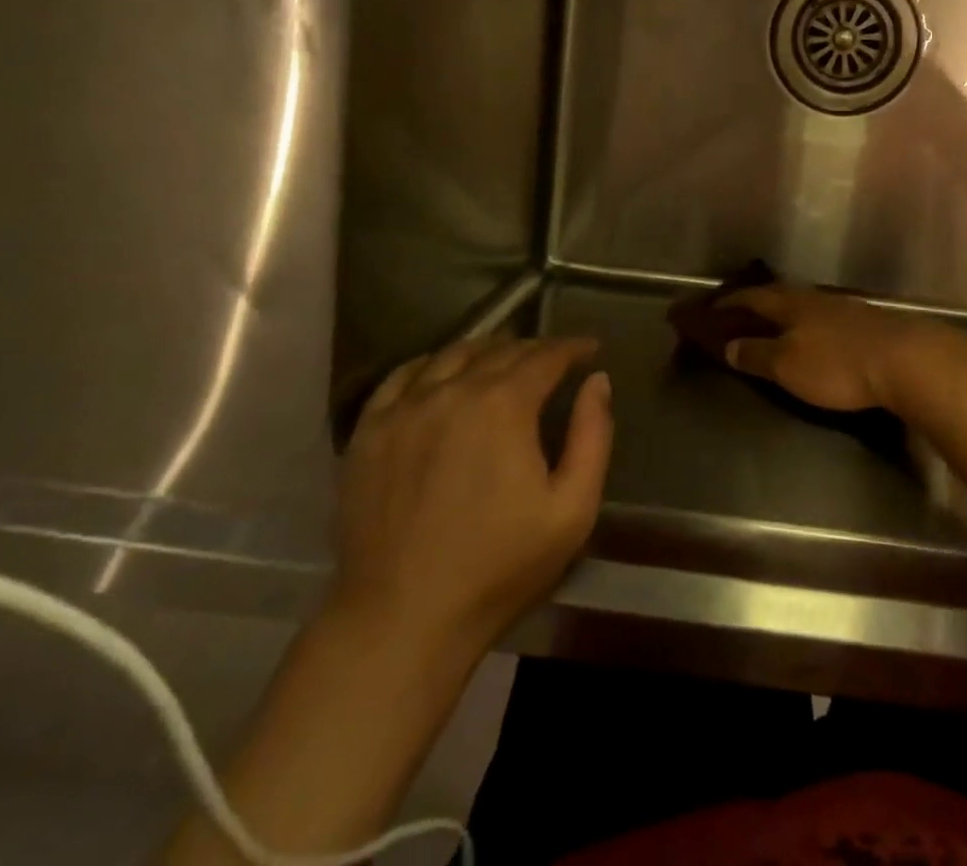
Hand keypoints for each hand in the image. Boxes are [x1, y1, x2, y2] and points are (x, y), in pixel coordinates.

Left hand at [331, 335, 611, 660]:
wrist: (402, 620)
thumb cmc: (499, 568)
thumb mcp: (572, 508)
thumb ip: (593, 435)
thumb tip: (597, 381)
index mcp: (504, 404)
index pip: (546, 356)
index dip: (572, 347)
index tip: (589, 349)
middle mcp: (452, 391)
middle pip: (501, 351)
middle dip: (534, 349)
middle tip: (553, 359)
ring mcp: (404, 408)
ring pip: (451, 355)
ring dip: (485, 350)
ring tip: (502, 360)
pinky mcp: (368, 432)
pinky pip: (401, 377)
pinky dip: (430, 365)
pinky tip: (440, 375)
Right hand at [718, 287, 964, 411]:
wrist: (905, 360)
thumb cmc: (837, 364)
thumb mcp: (787, 365)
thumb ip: (757, 354)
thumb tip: (729, 345)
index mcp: (791, 303)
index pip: (752, 296)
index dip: (730, 302)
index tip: (711, 308)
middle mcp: (815, 298)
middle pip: (779, 296)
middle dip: (757, 304)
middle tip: (739, 315)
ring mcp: (843, 308)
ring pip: (804, 305)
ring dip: (784, 314)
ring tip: (773, 325)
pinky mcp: (867, 323)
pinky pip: (825, 318)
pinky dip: (809, 325)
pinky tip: (814, 335)